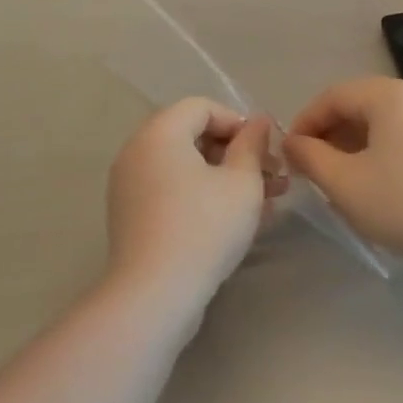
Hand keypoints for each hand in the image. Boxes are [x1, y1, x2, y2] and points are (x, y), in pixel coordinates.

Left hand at [105, 99, 277, 305]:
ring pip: (185, 167)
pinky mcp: (132, 216)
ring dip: (225, 176)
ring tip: (265, 201)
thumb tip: (258, 120)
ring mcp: (130, 185)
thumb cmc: (204, 228)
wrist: (154, 295)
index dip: (239, 123)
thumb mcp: (242, 182)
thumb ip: (253, 144)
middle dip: (237, 153)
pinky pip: (172, 190)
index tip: (266, 151)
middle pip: (193, 135)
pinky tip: (236, 219)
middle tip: (273, 177)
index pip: (202, 107)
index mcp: (159, 133)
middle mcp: (137, 151)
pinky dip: (203, 195)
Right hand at [285, 78, 402, 269]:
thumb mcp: (345, 183)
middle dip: (330, 134)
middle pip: (361, 105)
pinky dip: (385, 151)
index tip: (290, 154)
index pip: (333, 96)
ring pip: (386, 122)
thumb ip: (310, 157)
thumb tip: (293, 142)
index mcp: (390, 95)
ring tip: (343, 180)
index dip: (305, 122)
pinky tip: (381, 185)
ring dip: (356, 144)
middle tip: (313, 168)